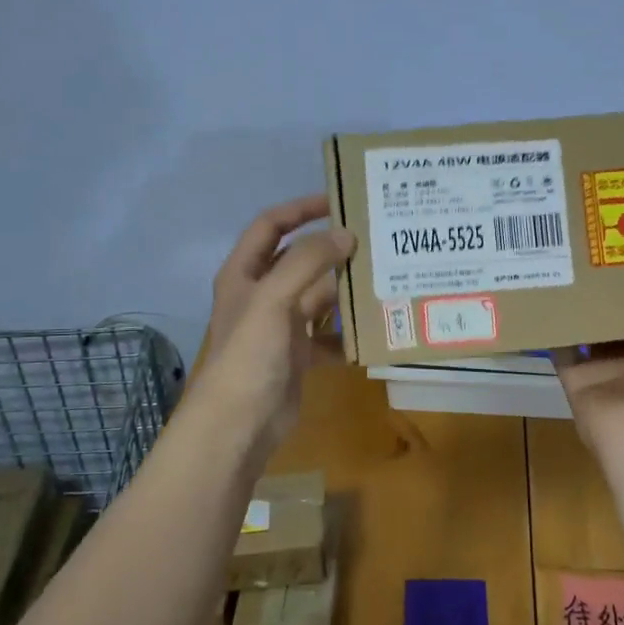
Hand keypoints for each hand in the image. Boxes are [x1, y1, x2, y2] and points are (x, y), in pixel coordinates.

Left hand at [192, 195, 356, 459]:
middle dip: (333, 250)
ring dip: (345, 290)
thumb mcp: (274, 298)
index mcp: (245, 273)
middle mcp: (262, 294)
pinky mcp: (297, 355)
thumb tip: (347, 235)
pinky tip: (374, 330)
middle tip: (374, 240)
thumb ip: (309, 262)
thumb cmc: (249, 354)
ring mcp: (280, 326)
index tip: (339, 200)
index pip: (272, 225)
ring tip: (384, 279)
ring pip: (319, 297)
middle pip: (300, 260)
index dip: (301, 208)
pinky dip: (348, 334)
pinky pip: (328, 335)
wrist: (239, 424)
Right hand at [553, 235, 623, 491]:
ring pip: (588, 323)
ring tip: (562, 255)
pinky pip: (560, 346)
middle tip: (591, 235)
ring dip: (579, 297)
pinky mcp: (575, 378)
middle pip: (620, 307)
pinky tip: (539, 292)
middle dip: (608, 278)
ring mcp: (605, 366)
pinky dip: (550, 325)